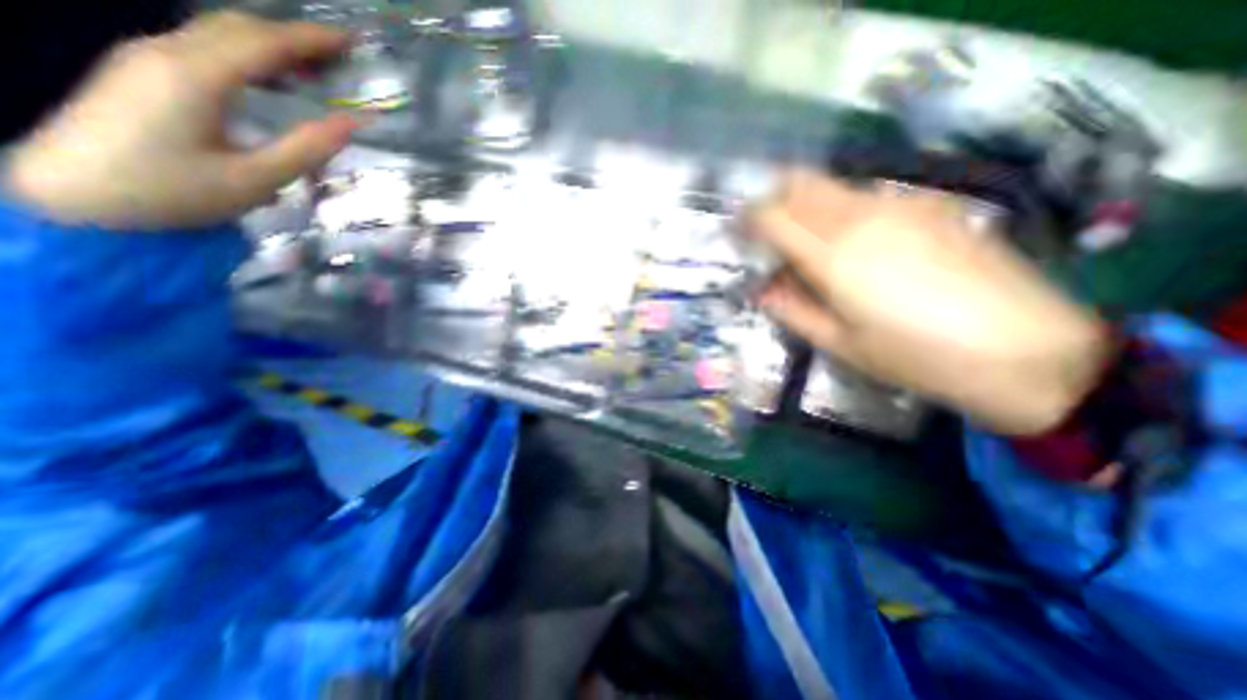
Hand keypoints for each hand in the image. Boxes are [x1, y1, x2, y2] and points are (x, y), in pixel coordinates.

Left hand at [5, 11, 358, 229]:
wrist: (73, 196)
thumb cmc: (174, 192)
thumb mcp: (256, 178)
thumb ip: (307, 147)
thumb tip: (352, 122)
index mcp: (197, 76)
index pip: (264, 43)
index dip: (312, 39)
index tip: (351, 41)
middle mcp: (168, 52)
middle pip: (238, 27)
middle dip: (294, 36)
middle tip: (341, 55)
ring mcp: (149, 58)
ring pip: (219, 33)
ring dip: (272, 44)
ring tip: (317, 69)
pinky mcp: (143, 72)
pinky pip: (205, 48)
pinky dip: (248, 55)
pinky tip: (273, 79)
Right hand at [748, 171, 1110, 436]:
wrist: (1024, 350)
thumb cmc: (916, 357)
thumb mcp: (838, 343)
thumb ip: (792, 310)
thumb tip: (762, 289)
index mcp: (834, 256)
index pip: (772, 216)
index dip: (747, 220)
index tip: (737, 234)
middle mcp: (861, 217)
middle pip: (799, 184)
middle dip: (771, 199)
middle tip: (763, 230)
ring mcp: (898, 205)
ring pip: (830, 185)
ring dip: (803, 203)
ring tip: (803, 239)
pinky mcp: (927, 205)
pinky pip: (862, 195)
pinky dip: (838, 208)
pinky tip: (850, 241)